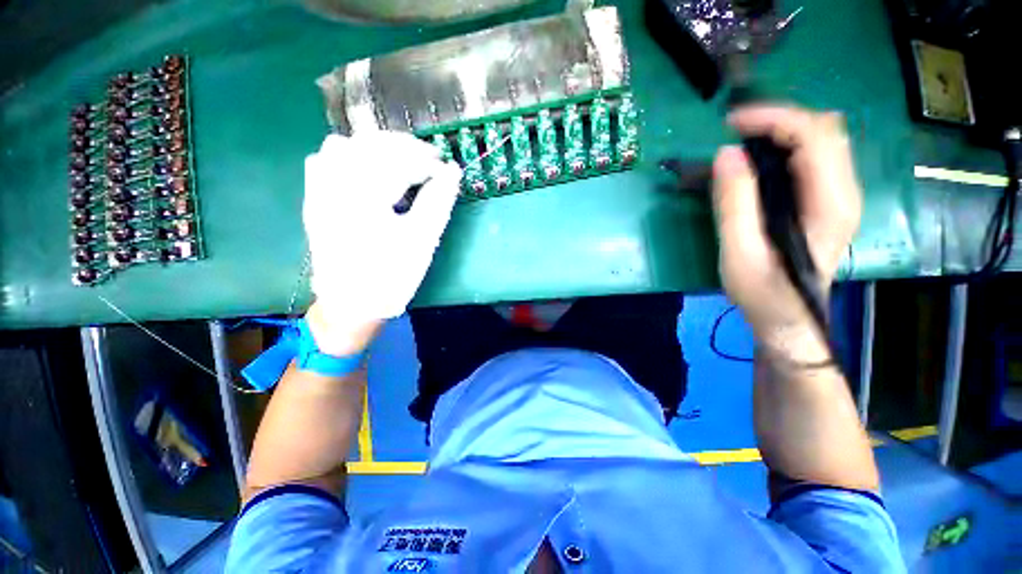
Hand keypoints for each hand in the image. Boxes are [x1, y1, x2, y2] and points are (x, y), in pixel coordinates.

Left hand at [303, 131, 461, 353]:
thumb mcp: (422, 242)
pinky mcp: (314, 200)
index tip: (446, 169)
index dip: (426, 161)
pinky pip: (325, 160)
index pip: (398, 161)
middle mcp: (334, 186)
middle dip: (404, 147)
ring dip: (376, 147)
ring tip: (401, 161)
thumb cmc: (391, 277)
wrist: (351, 304)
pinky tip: (367, 169)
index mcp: (364, 198)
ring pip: (343, 146)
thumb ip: (438, 203)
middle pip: (369, 145)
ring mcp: (319, 191)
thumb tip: (452, 172)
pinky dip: (349, 155)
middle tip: (429, 159)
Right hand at [711, 106, 861, 360]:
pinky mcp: (827, 200)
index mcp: (829, 205)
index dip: (773, 118)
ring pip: (823, 137)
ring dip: (784, 129)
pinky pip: (815, 155)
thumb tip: (726, 153)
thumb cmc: (763, 293)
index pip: (814, 136)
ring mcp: (840, 194)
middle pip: (825, 128)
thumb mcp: (739, 253)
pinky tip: (760, 159)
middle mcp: (845, 191)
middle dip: (779, 118)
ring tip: (744, 142)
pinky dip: (787, 145)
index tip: (729, 123)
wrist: (789, 319)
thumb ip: (734, 204)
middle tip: (734, 132)